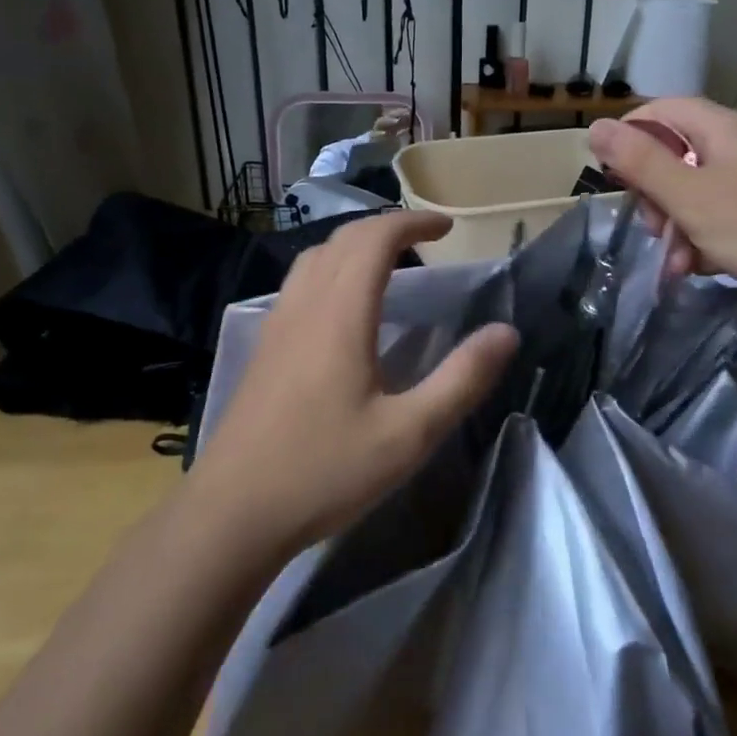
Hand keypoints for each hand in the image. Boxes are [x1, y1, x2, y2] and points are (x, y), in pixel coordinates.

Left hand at [190, 211, 517, 554]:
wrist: (231, 513)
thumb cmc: (324, 471)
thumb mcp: (409, 433)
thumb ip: (461, 379)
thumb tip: (506, 332)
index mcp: (340, 314)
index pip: (375, 239)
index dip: (412, 222)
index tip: (447, 227)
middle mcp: (304, 306)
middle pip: (342, 240)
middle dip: (387, 228)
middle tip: (426, 240)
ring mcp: (276, 326)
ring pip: (314, 259)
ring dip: (354, 246)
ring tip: (388, 265)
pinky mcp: (263, 349)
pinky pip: (299, 284)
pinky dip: (331, 270)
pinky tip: (344, 310)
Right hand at [588, 97, 736, 299]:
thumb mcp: (690, 196)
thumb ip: (640, 162)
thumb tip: (596, 125)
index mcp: (722, 128)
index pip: (662, 110)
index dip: (630, 135)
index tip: (612, 174)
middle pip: (676, 154)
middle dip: (654, 195)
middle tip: (652, 228)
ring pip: (694, 192)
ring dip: (676, 227)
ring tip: (677, 265)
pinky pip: (720, 215)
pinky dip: (703, 239)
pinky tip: (701, 269)